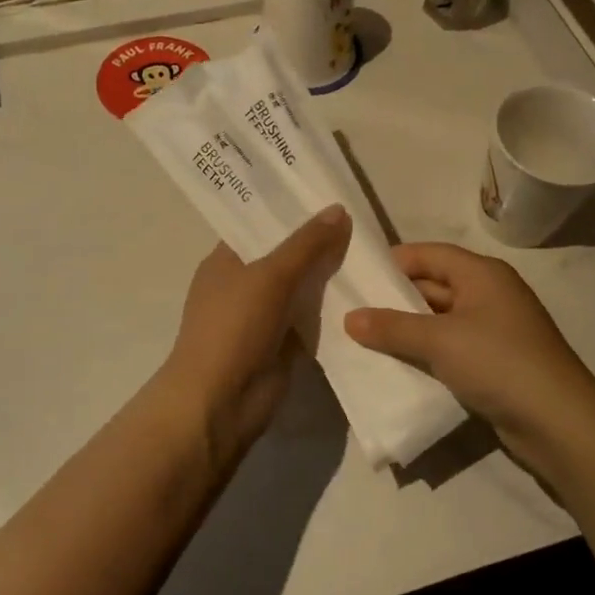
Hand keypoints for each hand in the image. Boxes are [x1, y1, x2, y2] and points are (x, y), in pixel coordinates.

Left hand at [158, 206, 350, 472]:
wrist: (221, 401)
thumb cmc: (233, 328)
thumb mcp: (270, 276)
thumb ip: (306, 244)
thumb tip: (338, 210)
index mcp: (226, 260)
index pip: (260, 225)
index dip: (290, 210)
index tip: (328, 193)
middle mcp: (243, 284)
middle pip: (285, 255)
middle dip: (318, 242)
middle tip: (362, 220)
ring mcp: (264, 316)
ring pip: (302, 288)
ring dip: (330, 276)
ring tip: (373, 251)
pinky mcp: (283, 344)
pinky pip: (312, 319)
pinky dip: (333, 310)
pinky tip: (367, 293)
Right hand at [344, 243, 594, 464]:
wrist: (557, 422)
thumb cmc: (498, 362)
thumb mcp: (439, 340)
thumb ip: (392, 327)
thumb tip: (349, 318)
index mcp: (482, 274)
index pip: (430, 254)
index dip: (394, 262)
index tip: (357, 277)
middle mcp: (489, 294)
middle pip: (433, 286)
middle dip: (394, 299)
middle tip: (351, 311)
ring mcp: (493, 330)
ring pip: (439, 320)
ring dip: (407, 329)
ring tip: (363, 339)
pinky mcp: (493, 362)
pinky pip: (450, 348)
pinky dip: (425, 353)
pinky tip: (396, 365)